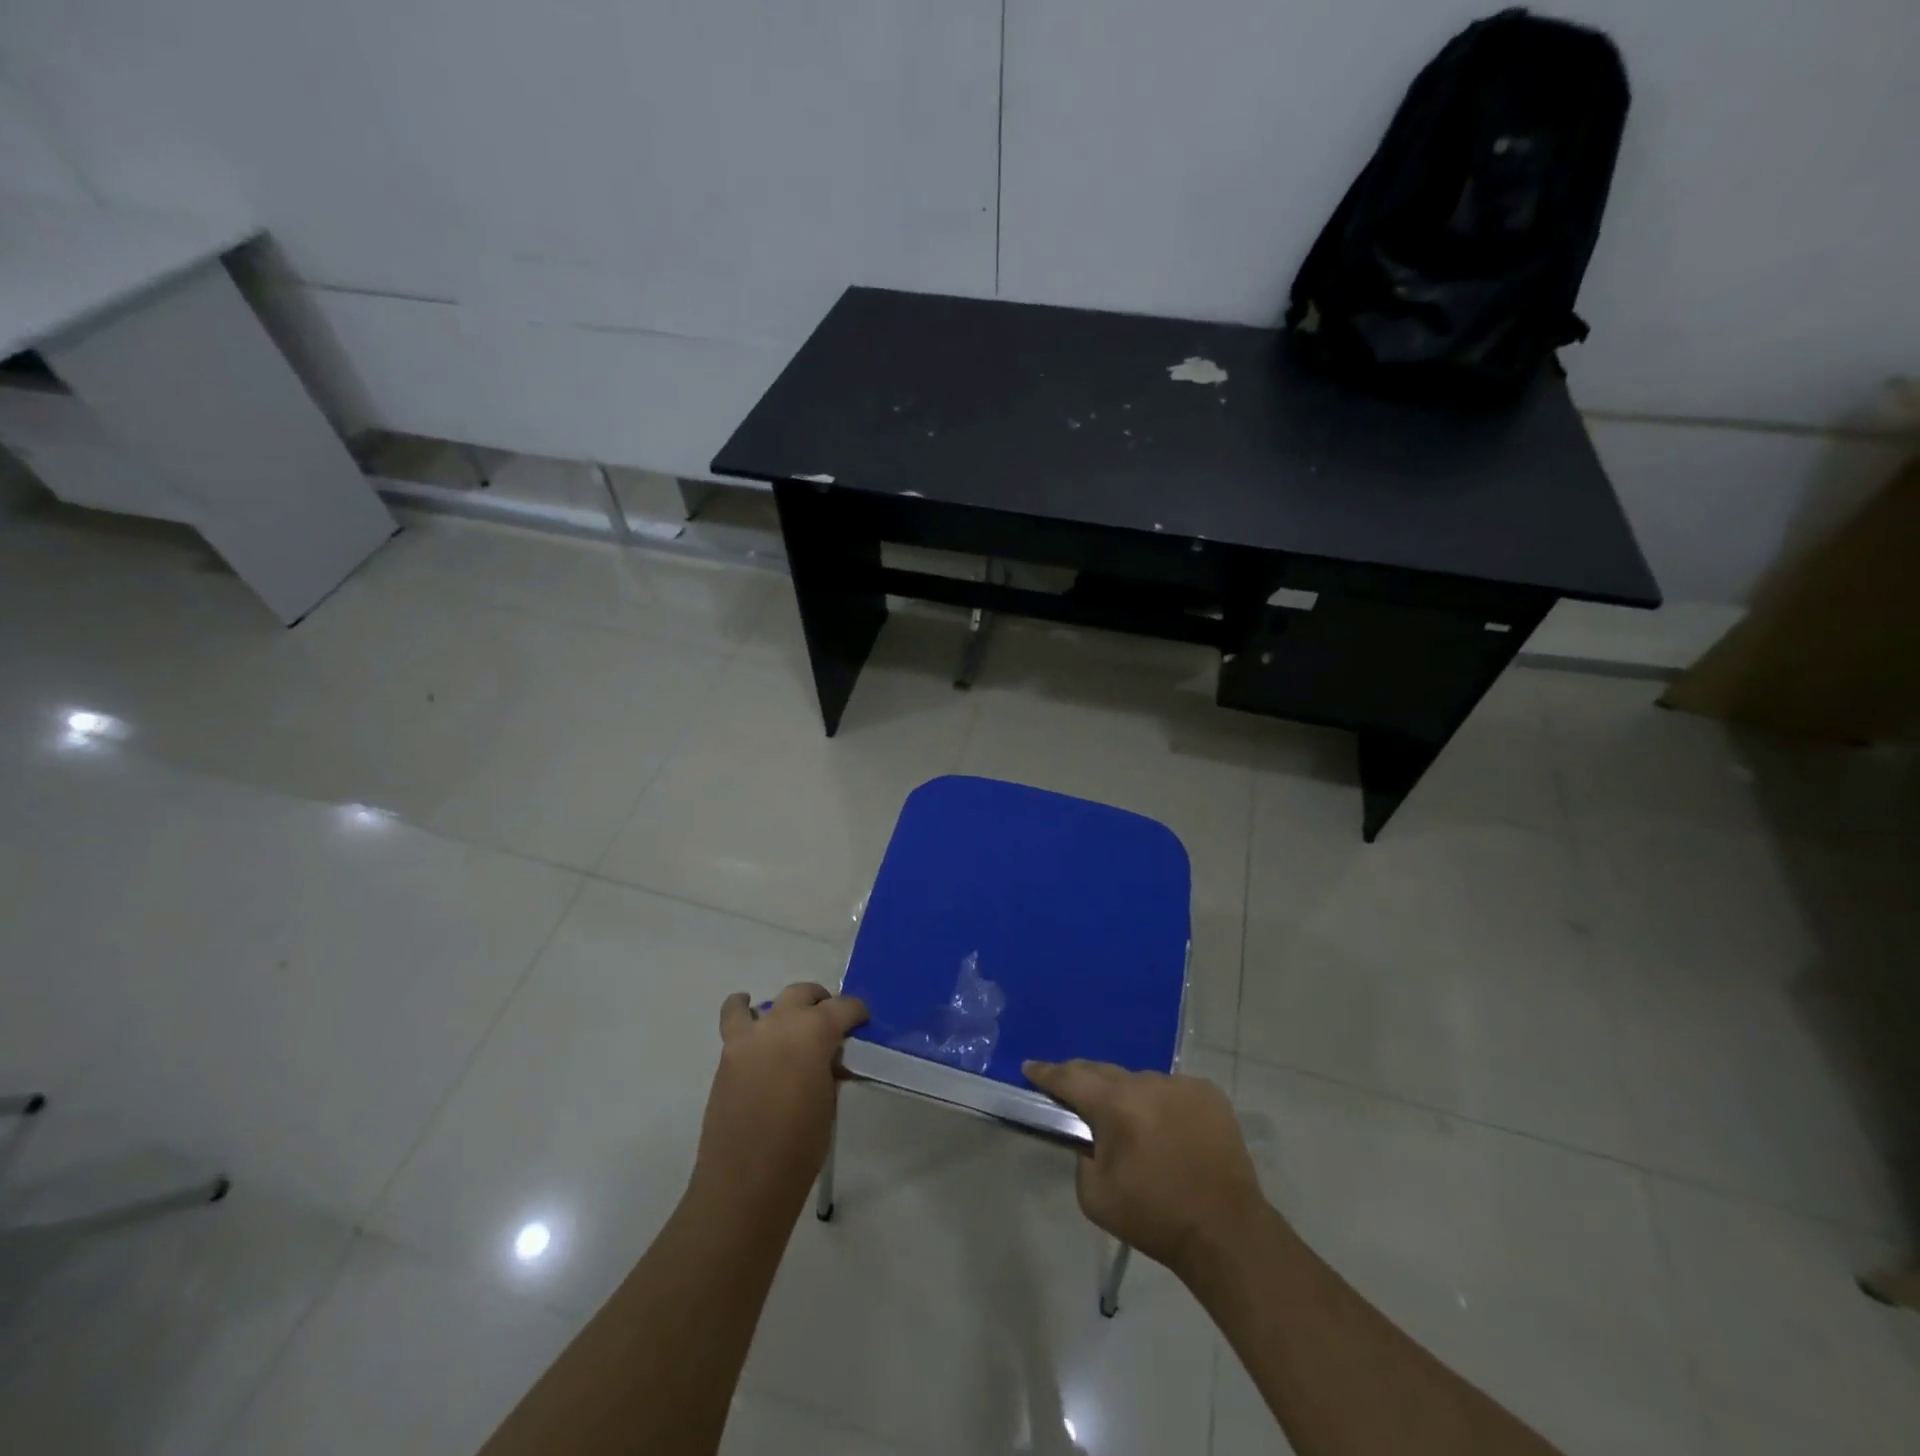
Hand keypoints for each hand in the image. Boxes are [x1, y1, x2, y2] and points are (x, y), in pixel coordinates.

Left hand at [692, 983, 868, 1206]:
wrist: (745, 1183)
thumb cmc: (800, 1147)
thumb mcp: (828, 1102)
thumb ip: (829, 1069)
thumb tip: (830, 1059)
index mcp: (813, 1032)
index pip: (842, 1007)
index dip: (856, 1013)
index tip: (862, 1023)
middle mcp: (779, 1023)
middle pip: (803, 995)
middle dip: (820, 1004)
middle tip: (831, 1026)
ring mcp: (748, 1037)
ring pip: (766, 1002)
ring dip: (782, 1008)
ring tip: (790, 1025)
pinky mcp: (726, 1056)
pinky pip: (736, 1021)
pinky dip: (745, 1015)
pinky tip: (756, 1030)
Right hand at [1024, 1060, 1265, 1279]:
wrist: (1226, 1231)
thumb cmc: (1155, 1217)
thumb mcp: (1095, 1197)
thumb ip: (1082, 1158)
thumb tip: (1090, 1138)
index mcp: (1114, 1104)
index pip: (1069, 1078)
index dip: (1046, 1073)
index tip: (1029, 1067)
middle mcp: (1146, 1082)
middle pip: (1103, 1072)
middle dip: (1084, 1082)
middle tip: (1074, 1094)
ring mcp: (1180, 1084)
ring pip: (1141, 1082)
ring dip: (1129, 1097)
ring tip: (1132, 1125)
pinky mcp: (1208, 1093)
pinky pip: (1172, 1091)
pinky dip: (1163, 1105)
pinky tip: (1168, 1131)